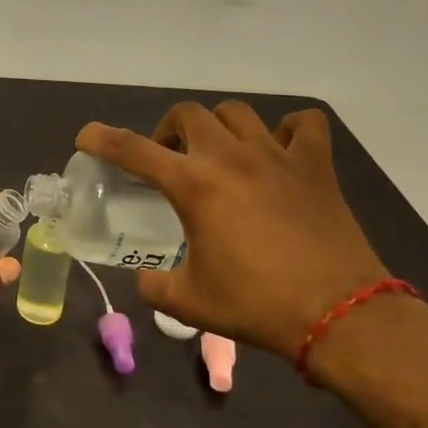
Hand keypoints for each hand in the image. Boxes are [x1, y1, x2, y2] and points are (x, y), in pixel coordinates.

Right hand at [77, 103, 388, 357]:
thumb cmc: (257, 305)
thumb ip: (156, 286)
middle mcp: (230, 157)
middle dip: (168, 130)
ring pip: (237, 112)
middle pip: (187, 114)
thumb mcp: (190, 303)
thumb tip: (146, 280)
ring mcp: (276, 156)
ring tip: (219, 152)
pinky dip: (288, 130)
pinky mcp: (315, 167)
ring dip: (218, 126)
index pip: (133, 150)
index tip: (86, 136)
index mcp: (194, 185)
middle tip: (171, 160)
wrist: (340, 315)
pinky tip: (279, 151)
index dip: (102, 139)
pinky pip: (303, 125)